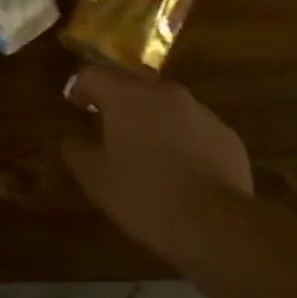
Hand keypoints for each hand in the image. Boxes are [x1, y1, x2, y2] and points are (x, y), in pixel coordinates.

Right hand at [64, 65, 253, 253]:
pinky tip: (180, 166)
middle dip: (117, 92)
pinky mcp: (225, 133)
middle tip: (107, 118)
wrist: (215, 225)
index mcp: (127, 96)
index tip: (76, 106)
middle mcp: (164, 92)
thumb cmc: (145, 197)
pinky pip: (194, 124)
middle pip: (132, 77)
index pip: (94, 73)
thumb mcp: (97, 180)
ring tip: (145, 144)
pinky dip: (181, 134)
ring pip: (166, 99)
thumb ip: (77, 151)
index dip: (80, 87)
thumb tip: (71, 138)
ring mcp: (199, 110)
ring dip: (151, 112)